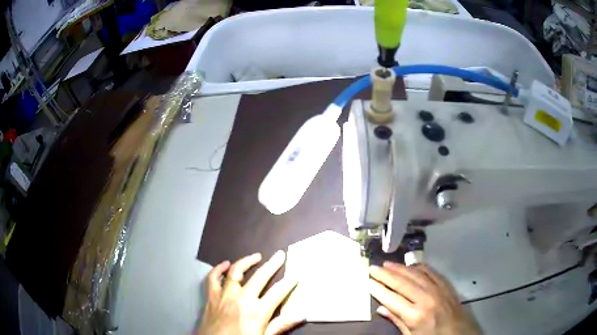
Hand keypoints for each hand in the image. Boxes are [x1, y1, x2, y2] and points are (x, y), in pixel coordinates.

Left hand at [197, 251, 303, 334]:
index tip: (296, 275)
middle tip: (280, 255)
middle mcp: (242, 299)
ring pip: (236, 272)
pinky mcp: (211, 296)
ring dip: (247, 261)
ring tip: (257, 256)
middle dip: (272, 264)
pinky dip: (218, 269)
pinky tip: (225, 264)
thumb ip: (280, 325)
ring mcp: (224, 295)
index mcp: (257, 311)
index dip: (289, 283)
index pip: (278, 292)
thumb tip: (301, 314)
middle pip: (260, 276)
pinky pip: (213, 278)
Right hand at [369, 262, 480, 334]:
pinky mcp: (447, 286)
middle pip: (402, 283)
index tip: (368, 281)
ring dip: (400, 268)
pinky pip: (431, 272)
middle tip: (373, 267)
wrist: (460, 334)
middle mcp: (426, 299)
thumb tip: (381, 308)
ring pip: (416, 274)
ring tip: (387, 264)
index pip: (392, 298)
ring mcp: (438, 290)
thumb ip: (397, 321)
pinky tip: (411, 265)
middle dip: (386, 275)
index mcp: (416, 315)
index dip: (378, 289)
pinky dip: (419, 267)